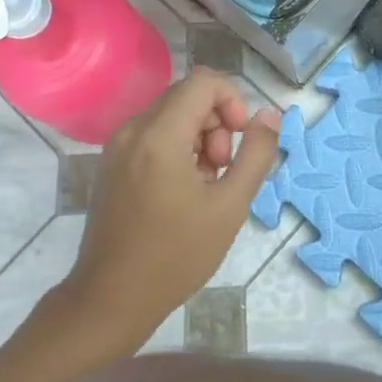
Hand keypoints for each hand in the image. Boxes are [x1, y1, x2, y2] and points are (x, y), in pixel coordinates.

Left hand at [63, 68, 282, 349]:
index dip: (232, 100)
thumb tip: (269, 115)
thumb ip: (256, 154)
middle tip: (223, 170)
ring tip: (206, 184)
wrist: (111, 299)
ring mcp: (118, 146)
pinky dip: (177, 148)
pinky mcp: (112, 163)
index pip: (203, 81)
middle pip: (187, 96)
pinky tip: (184, 191)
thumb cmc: (175, 256)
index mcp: (159, 134)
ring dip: (199, 137)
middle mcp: (133, 129)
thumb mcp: (230, 206)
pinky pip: (153, 134)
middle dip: (217, 123)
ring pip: (171, 115)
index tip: (240, 139)